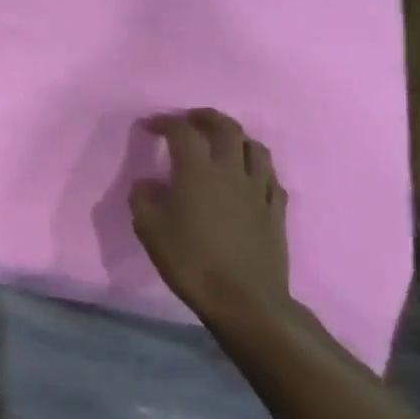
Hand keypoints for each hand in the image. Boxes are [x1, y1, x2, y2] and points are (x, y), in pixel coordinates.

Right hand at [129, 109, 291, 324]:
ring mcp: (259, 190)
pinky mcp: (276, 212)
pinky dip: (257, 168)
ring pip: (255, 148)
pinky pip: (271, 178)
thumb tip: (147, 183)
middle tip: (190, 120)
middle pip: (226, 128)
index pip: (182, 132)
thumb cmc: (191, 261)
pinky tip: (249, 177)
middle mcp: (231, 171)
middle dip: (206, 117)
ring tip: (223, 143)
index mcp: (197, 171)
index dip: (164, 122)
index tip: (150, 125)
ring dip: (237, 138)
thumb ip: (143, 199)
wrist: (244, 301)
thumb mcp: (149, 230)